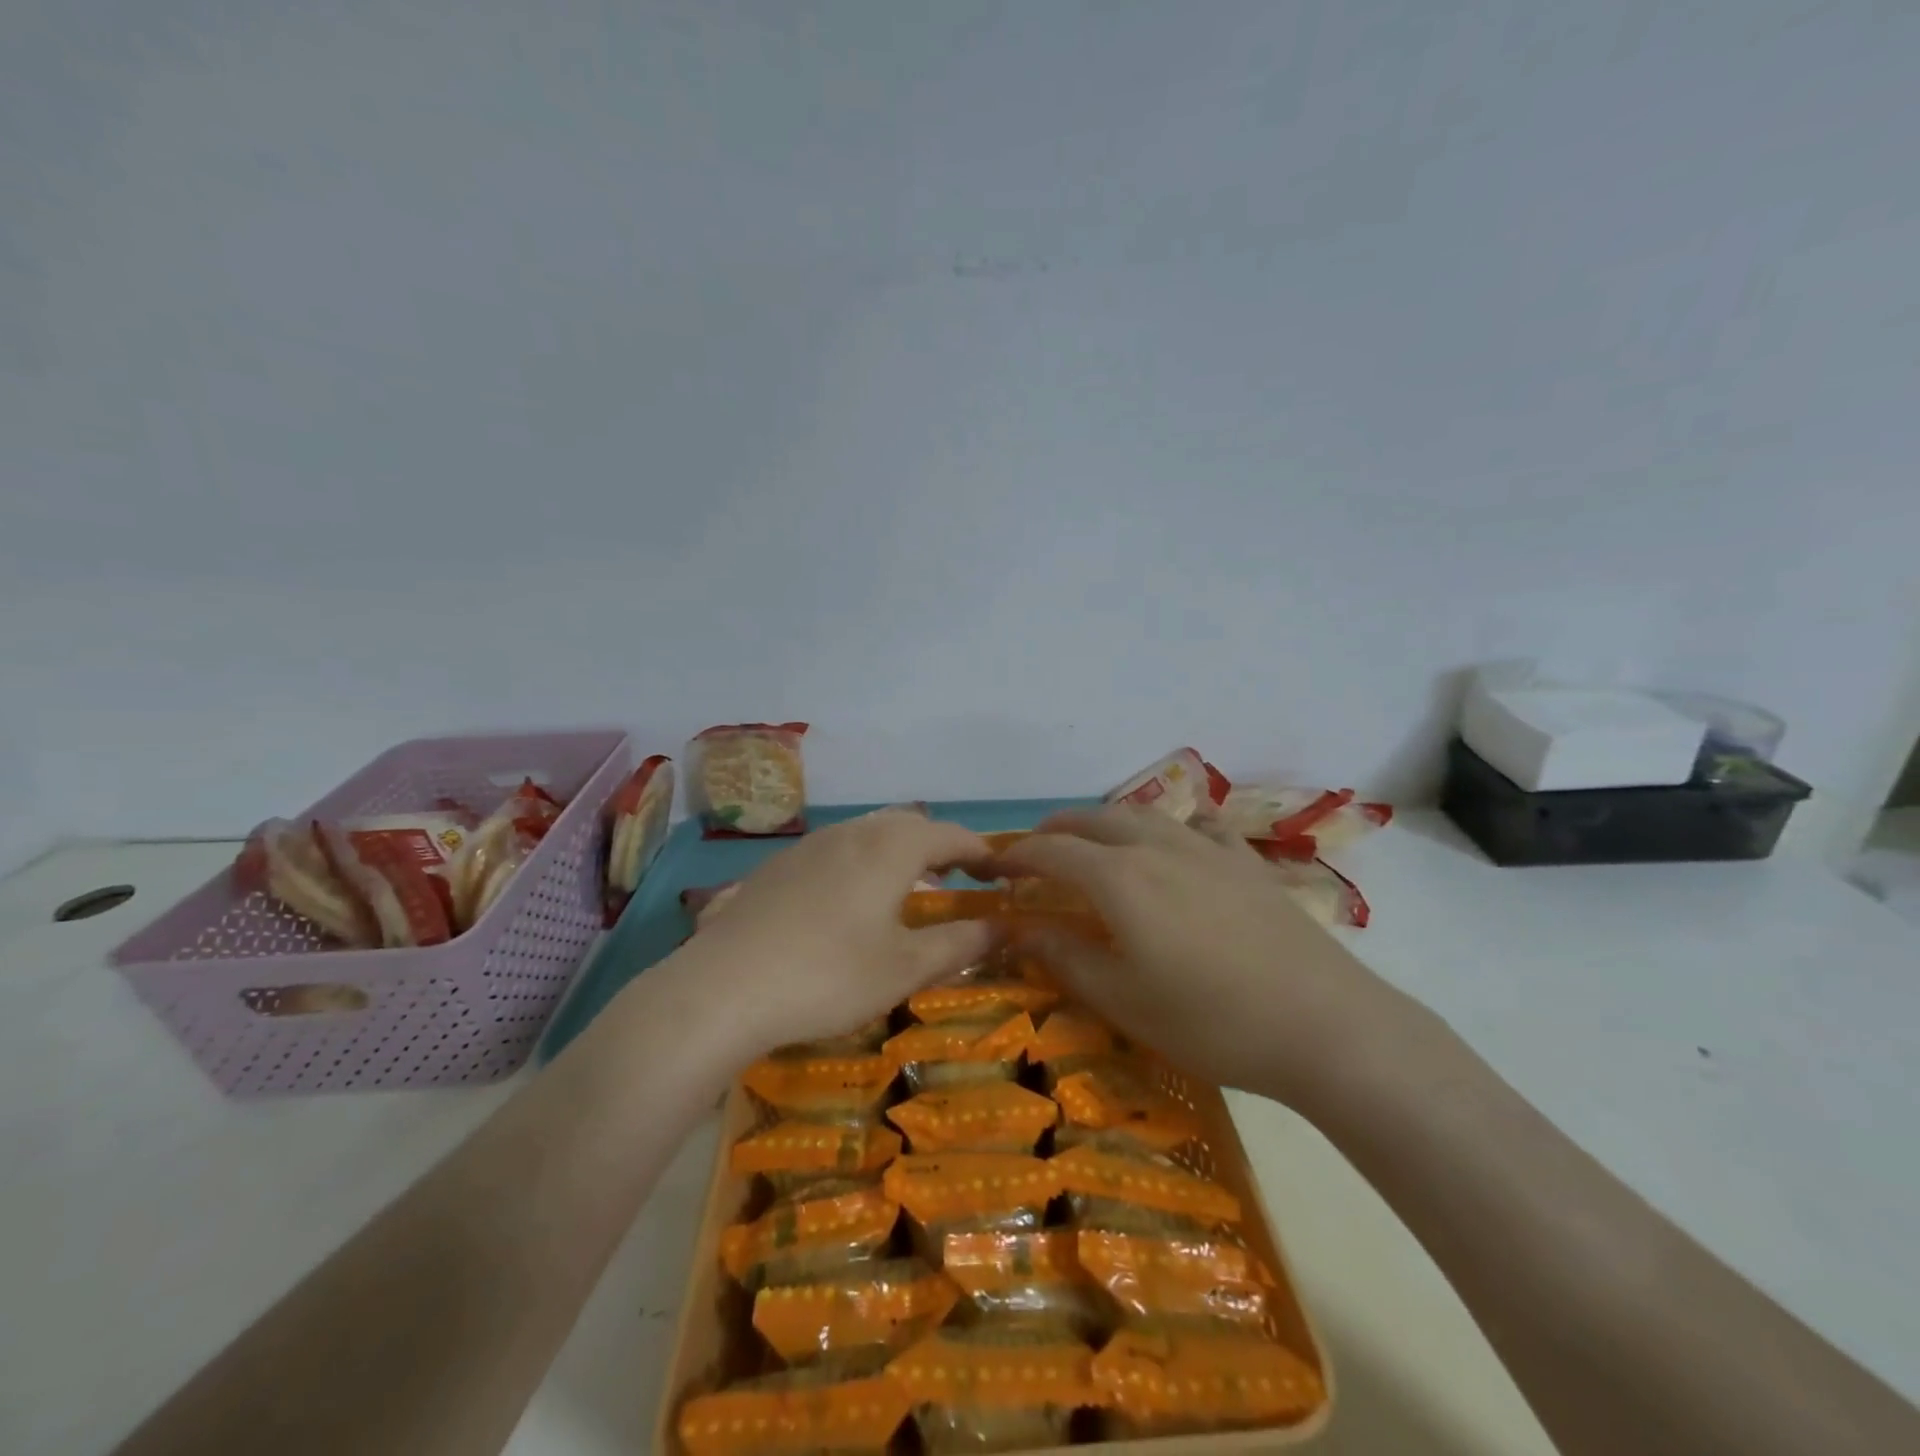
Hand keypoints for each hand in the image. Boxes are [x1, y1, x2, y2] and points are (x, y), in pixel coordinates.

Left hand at [662, 810, 996, 1063]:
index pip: (950, 835)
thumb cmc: (828, 976)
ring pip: (869, 832)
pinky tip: (850, 901)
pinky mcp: (778, 865)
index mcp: (890, 848)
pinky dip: (863, 862)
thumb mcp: (904, 968)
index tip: (1000, 873)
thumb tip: (1003, 927)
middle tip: (959, 878)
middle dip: (940, 845)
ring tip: (909, 887)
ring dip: (899, 851)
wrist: (723, 988)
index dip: (981, 851)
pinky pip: (836, 848)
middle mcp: (852, 833)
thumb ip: (959, 944)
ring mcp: (810, 845)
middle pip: (908, 824)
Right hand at [996, 806, 1422, 1110]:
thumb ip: (1064, 957)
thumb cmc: (1210, 1020)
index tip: (989, 869)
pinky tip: (1181, 841)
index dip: (1013, 856)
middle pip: (1093, 820)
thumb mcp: (1123, 999)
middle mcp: (1157, 847)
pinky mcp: (1247, 863)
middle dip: (1056, 830)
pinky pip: (1201, 827)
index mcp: (1119, 878)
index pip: (1050, 852)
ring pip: (1143, 815)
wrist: (1324, 1025)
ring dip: (1106, 822)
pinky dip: (1174, 827)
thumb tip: (1016, 929)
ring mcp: (1208, 849)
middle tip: (1034, 851)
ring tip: (1093, 842)